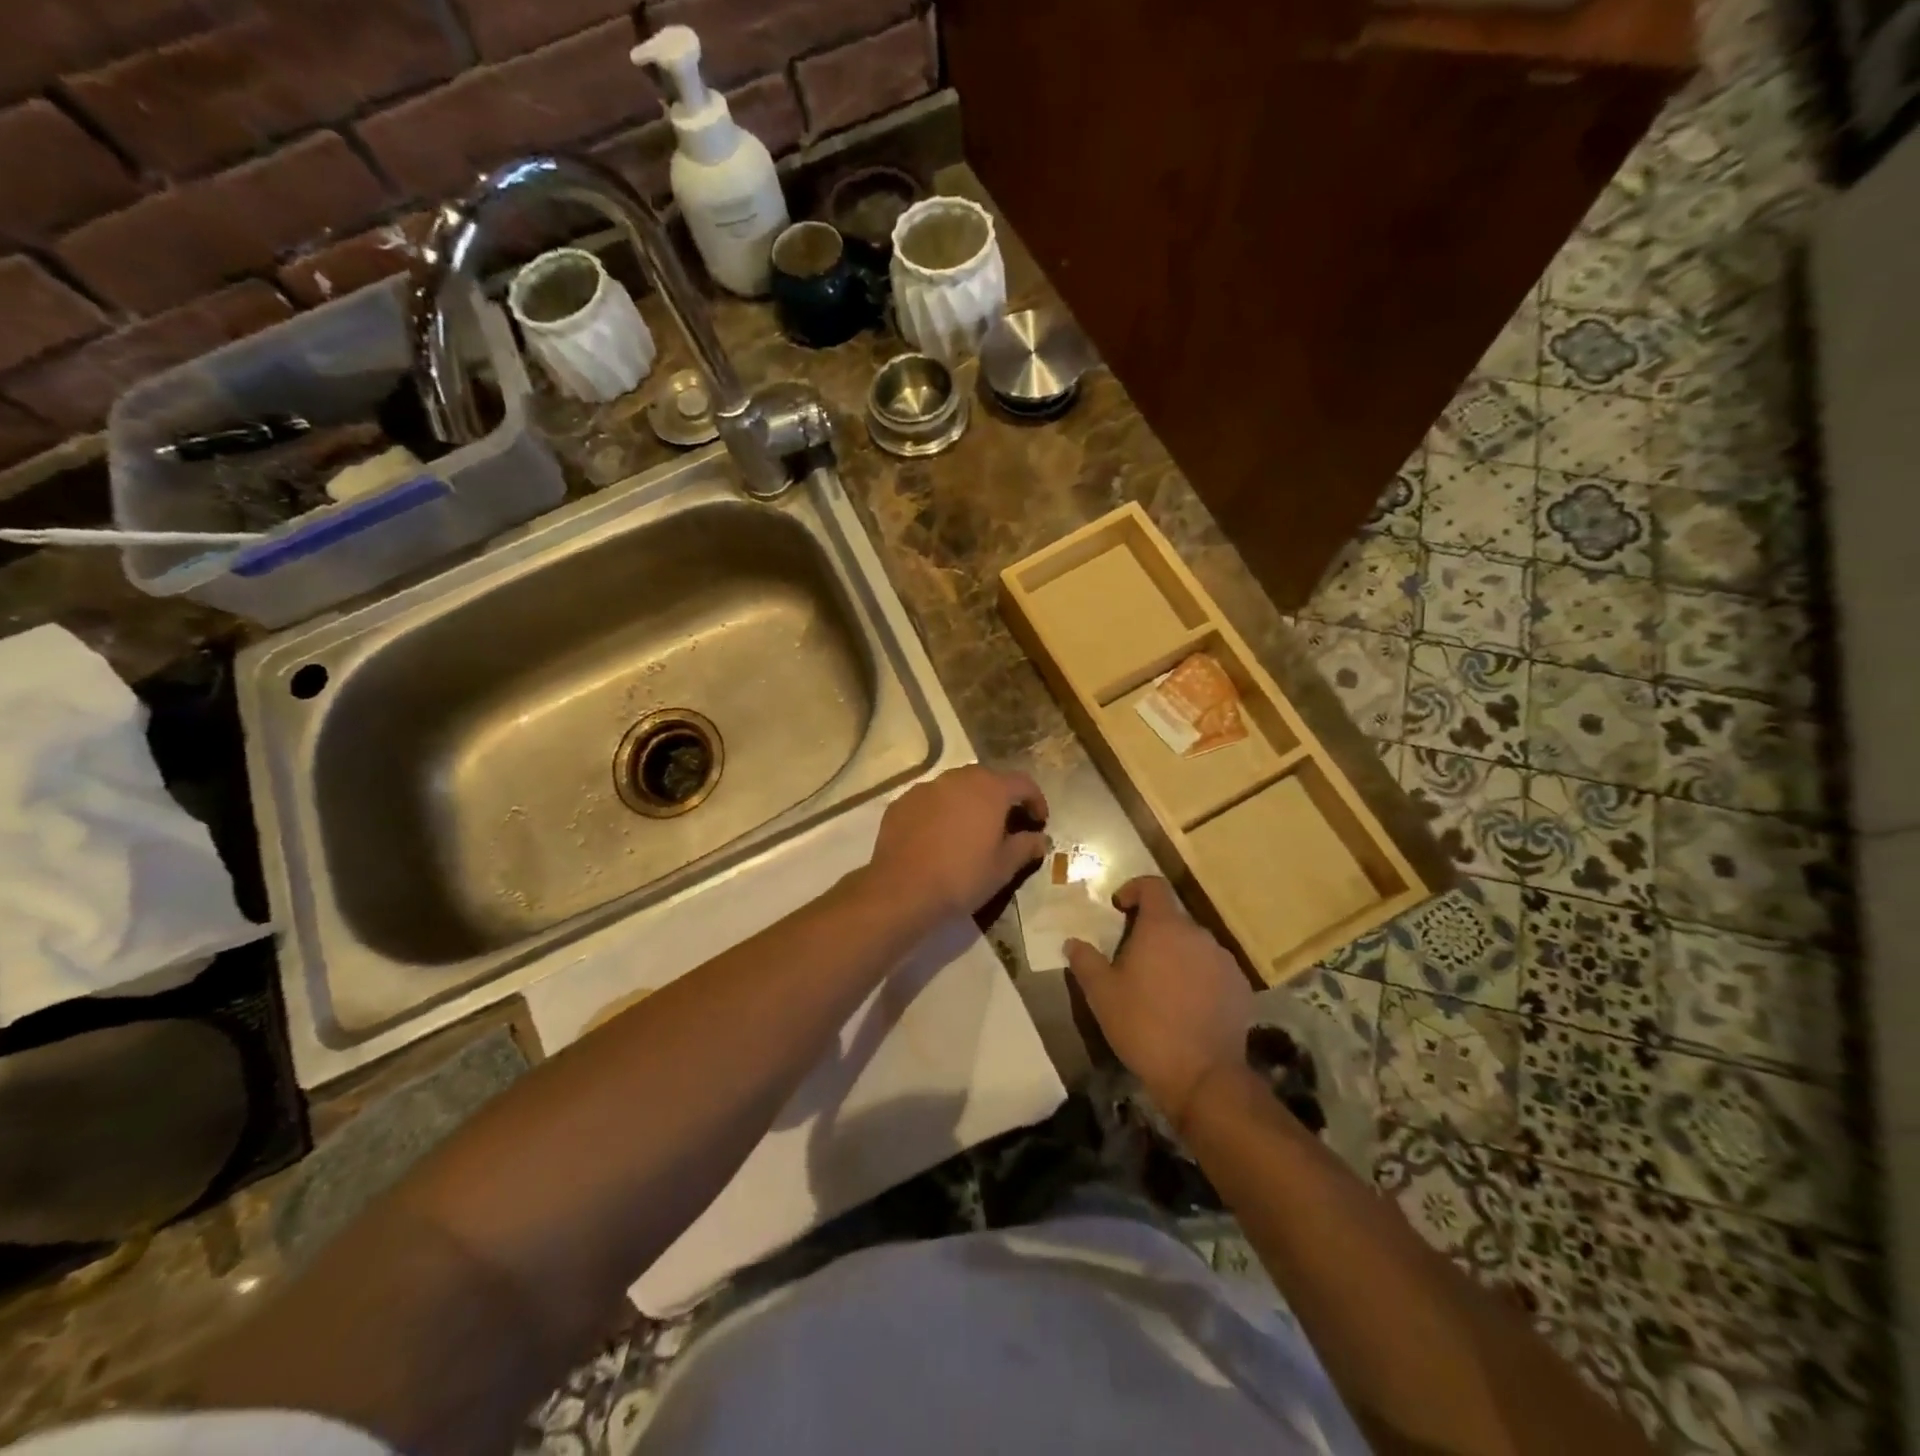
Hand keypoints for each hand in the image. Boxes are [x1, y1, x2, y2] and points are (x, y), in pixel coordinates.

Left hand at [867, 765, 1048, 923]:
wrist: (903, 889)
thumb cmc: (962, 876)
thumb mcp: (1003, 867)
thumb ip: (1025, 847)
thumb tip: (1040, 839)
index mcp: (989, 789)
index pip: (1023, 783)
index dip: (1036, 800)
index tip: (1039, 822)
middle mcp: (958, 779)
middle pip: (987, 779)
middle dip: (1000, 798)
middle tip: (1005, 824)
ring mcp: (926, 788)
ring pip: (956, 787)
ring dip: (969, 802)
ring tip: (970, 830)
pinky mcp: (902, 802)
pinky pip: (930, 800)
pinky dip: (941, 812)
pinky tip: (938, 837)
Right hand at [1065, 877, 1251, 1130]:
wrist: (1202, 1076)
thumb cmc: (1144, 1026)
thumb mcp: (1101, 994)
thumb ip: (1085, 961)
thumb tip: (1073, 942)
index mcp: (1163, 927)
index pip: (1153, 885)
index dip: (1134, 889)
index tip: (1119, 907)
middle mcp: (1198, 934)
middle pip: (1173, 918)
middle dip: (1152, 931)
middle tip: (1133, 958)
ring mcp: (1224, 960)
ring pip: (1194, 945)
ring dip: (1176, 955)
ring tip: (1160, 986)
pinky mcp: (1241, 987)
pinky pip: (1214, 970)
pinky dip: (1198, 977)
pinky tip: (1186, 1007)